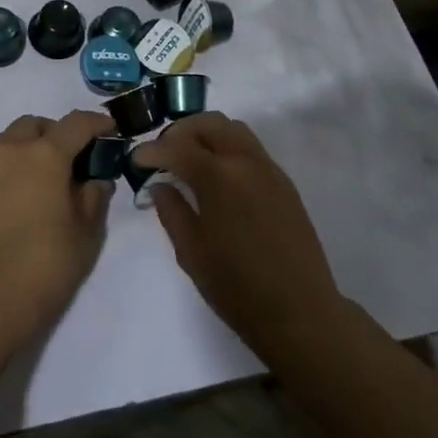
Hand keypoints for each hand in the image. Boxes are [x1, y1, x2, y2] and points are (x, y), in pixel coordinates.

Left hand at [0, 111, 113, 336]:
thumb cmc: (43, 265)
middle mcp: (11, 151)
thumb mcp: (85, 235)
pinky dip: (13, 169)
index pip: (75, 123)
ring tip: (48, 181)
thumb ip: (94, 199)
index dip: (96, 122)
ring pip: (11, 141)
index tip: (110, 128)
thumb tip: (95, 180)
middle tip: (74, 160)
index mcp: (44, 154)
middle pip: (36, 125)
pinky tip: (24, 200)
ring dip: (31, 148)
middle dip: (57, 133)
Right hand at [131, 113, 342, 363]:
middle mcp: (245, 162)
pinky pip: (250, 147)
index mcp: (219, 178)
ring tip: (191, 160)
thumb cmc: (238, 289)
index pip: (177, 148)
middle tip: (164, 155)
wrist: (301, 313)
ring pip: (233, 129)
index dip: (152, 151)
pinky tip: (219, 176)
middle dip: (180, 133)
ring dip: (206, 134)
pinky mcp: (284, 182)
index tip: (136, 160)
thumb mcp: (192, 253)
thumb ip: (172, 211)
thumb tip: (160, 185)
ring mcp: (269, 169)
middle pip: (208, 123)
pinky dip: (228, 148)